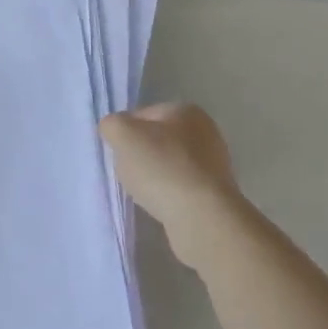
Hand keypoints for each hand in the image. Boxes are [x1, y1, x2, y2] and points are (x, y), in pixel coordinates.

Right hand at [101, 103, 247, 268]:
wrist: (202, 217)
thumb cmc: (161, 168)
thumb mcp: (123, 135)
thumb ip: (112, 125)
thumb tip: (115, 130)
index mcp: (186, 111)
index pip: (142, 115)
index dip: (124, 133)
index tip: (118, 153)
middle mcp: (206, 132)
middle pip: (156, 140)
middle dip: (139, 155)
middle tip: (129, 173)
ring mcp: (214, 164)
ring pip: (168, 165)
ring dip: (154, 177)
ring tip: (145, 193)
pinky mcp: (215, 193)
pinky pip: (180, 187)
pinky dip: (168, 194)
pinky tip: (162, 205)